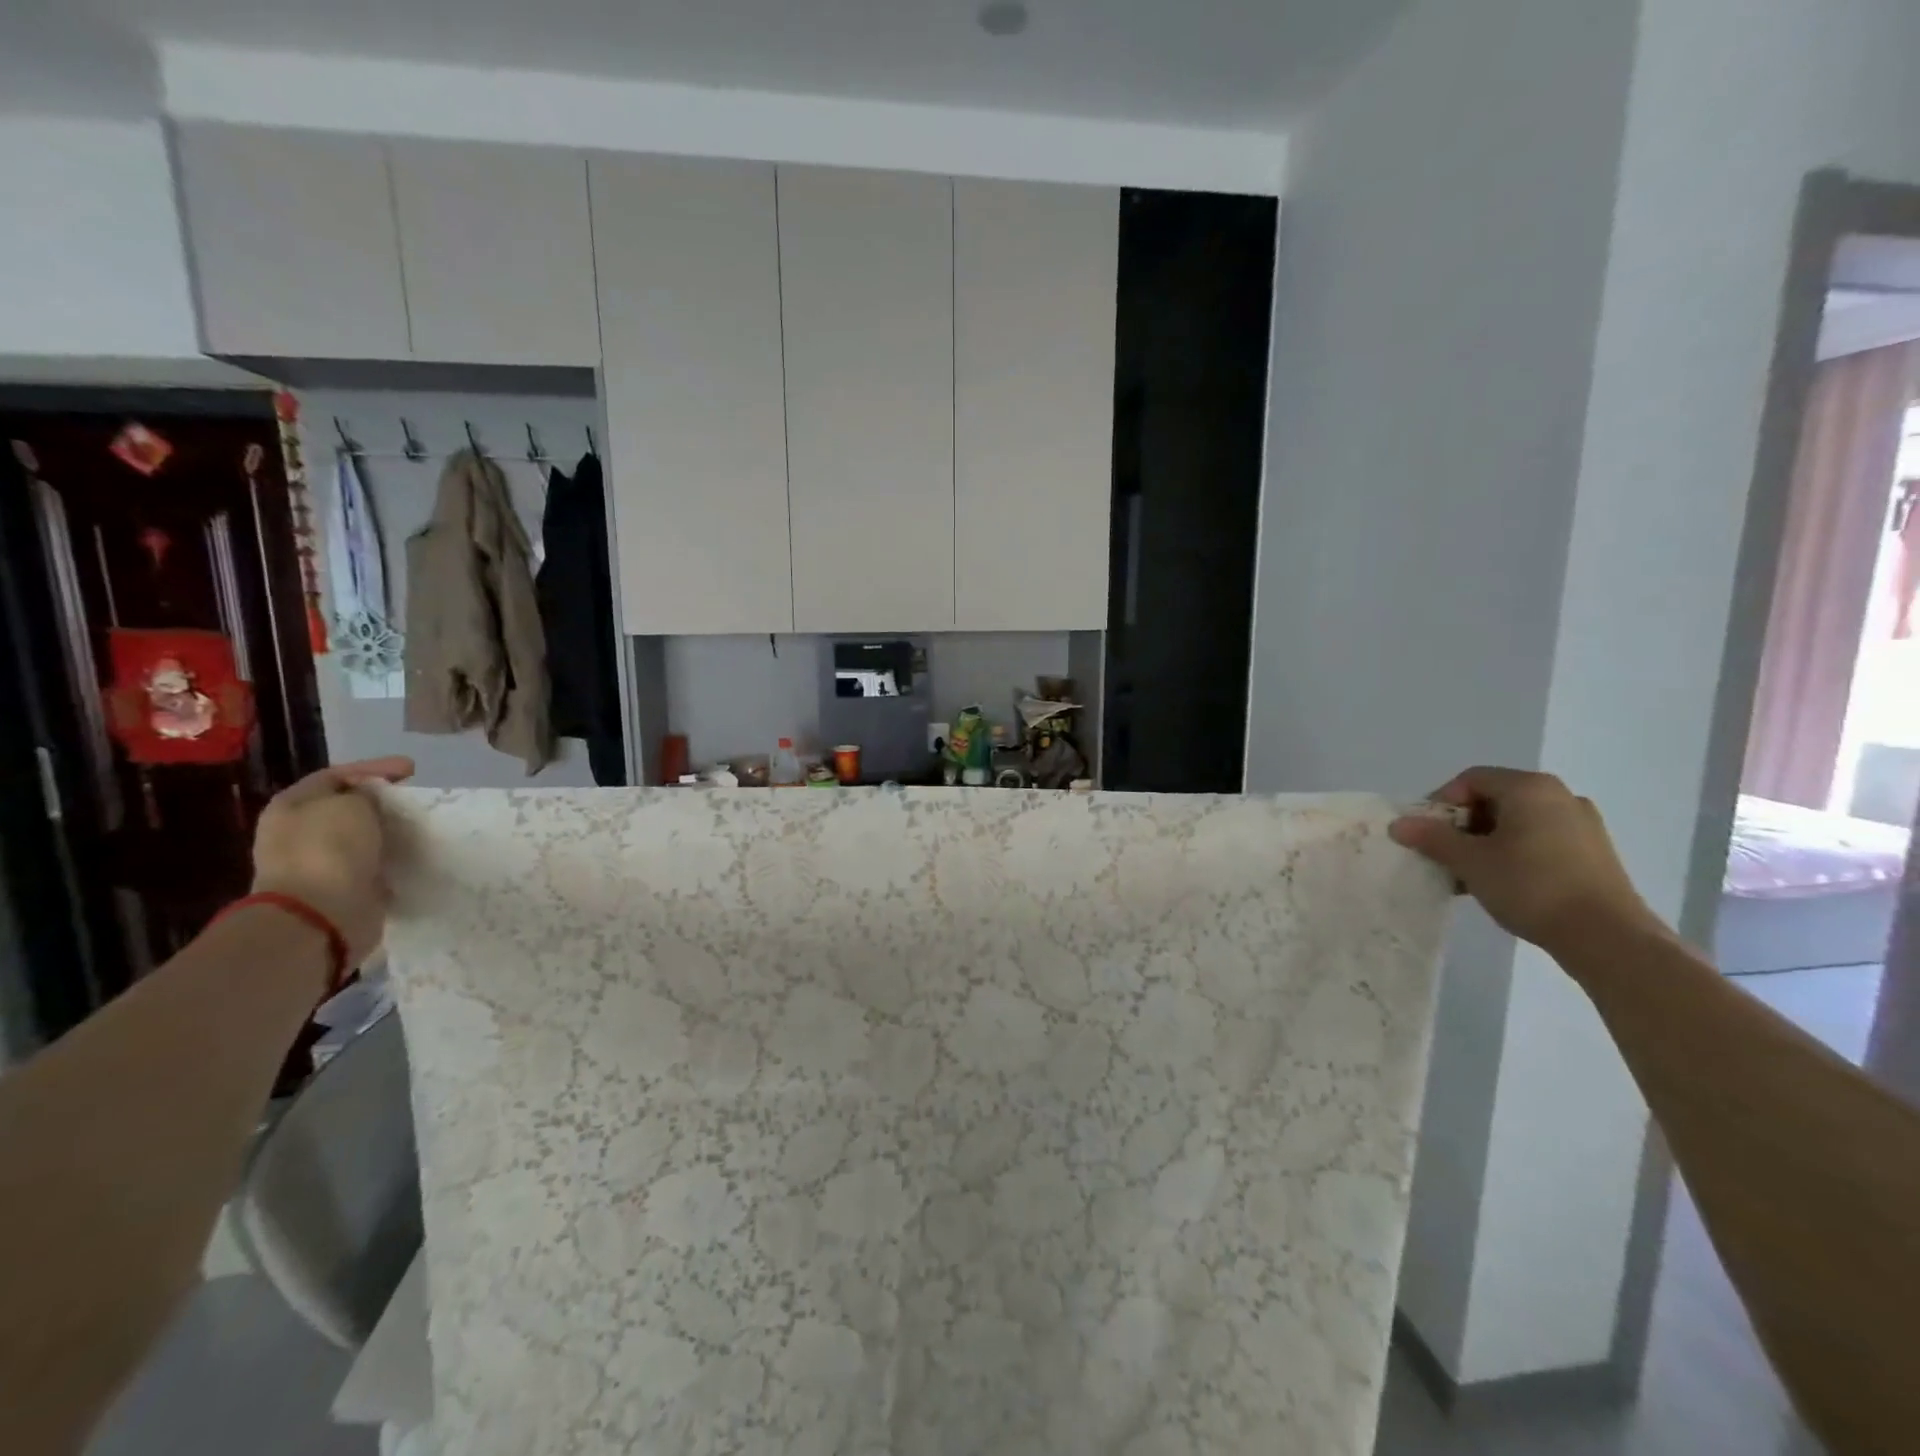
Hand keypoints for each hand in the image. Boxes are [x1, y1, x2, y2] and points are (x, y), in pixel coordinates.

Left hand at [250, 757, 414, 964]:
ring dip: (387, 830)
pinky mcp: (339, 887)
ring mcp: (316, 862)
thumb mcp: (352, 805)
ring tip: (419, 825)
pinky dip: (390, 856)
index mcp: (292, 806)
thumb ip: (366, 794)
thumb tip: (371, 802)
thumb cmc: (329, 850)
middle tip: (415, 797)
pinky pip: (370, 862)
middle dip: (381, 800)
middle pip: (347, 806)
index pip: (336, 775)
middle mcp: (298, 831)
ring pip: (360, 835)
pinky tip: (411, 852)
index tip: (413, 769)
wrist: (319, 915)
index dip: (375, 768)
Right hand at [1389, 766, 1663, 954]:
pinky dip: (1513, 853)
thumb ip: (1432, 838)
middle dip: (1461, 825)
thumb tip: (1399, 824)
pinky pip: (1539, 840)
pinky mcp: (1593, 852)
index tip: (1426, 833)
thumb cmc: (1531, 886)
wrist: (1607, 937)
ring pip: (1516, 822)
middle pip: (1494, 799)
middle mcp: (1560, 796)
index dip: (1440, 802)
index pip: (1470, 779)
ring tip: (1468, 874)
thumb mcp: (1470, 861)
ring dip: (1484, 842)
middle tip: (1444, 854)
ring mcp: (1581, 824)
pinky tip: (1501, 883)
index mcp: (1530, 788)